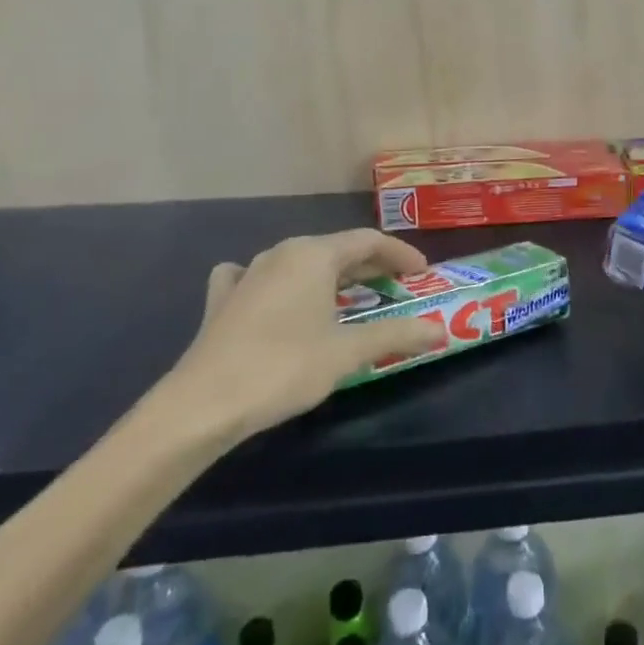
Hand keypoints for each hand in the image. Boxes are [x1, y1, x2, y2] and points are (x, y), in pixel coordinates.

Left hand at [152, 229, 437, 443]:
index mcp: (314, 255)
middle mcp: (281, 253)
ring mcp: (248, 273)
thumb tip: (441, 329)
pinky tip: (274, 294)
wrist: (202, 403)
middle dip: (369, 266)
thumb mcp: (348, 352)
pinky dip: (279, 283)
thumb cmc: (284, 368)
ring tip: (349, 295)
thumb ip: (396, 335)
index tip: (422, 273)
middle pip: (336, 249)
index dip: (400, 254)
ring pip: (300, 262)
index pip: (368, 241)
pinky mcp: (224, 299)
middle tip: (397, 287)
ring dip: (330, 275)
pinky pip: (259, 277)